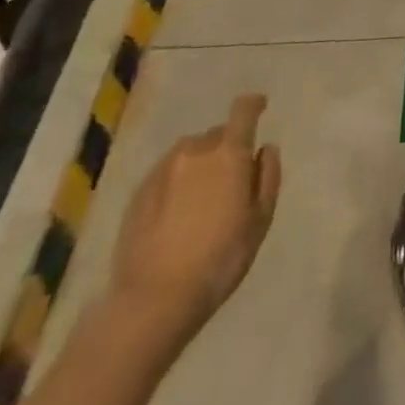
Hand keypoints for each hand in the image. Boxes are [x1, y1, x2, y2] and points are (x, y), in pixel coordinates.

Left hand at [111, 94, 279, 344]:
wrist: (154, 299)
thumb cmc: (220, 258)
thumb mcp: (260, 220)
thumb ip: (267, 177)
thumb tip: (265, 149)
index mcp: (228, 154)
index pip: (243, 112)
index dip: (254, 104)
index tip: (261, 106)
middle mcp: (194, 152)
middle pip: (216, 135)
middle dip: (227, 146)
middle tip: (232, 176)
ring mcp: (161, 171)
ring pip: (189, 153)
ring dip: (201, 162)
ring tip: (204, 194)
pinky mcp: (138, 194)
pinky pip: (167, 173)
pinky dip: (178, 180)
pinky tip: (179, 211)